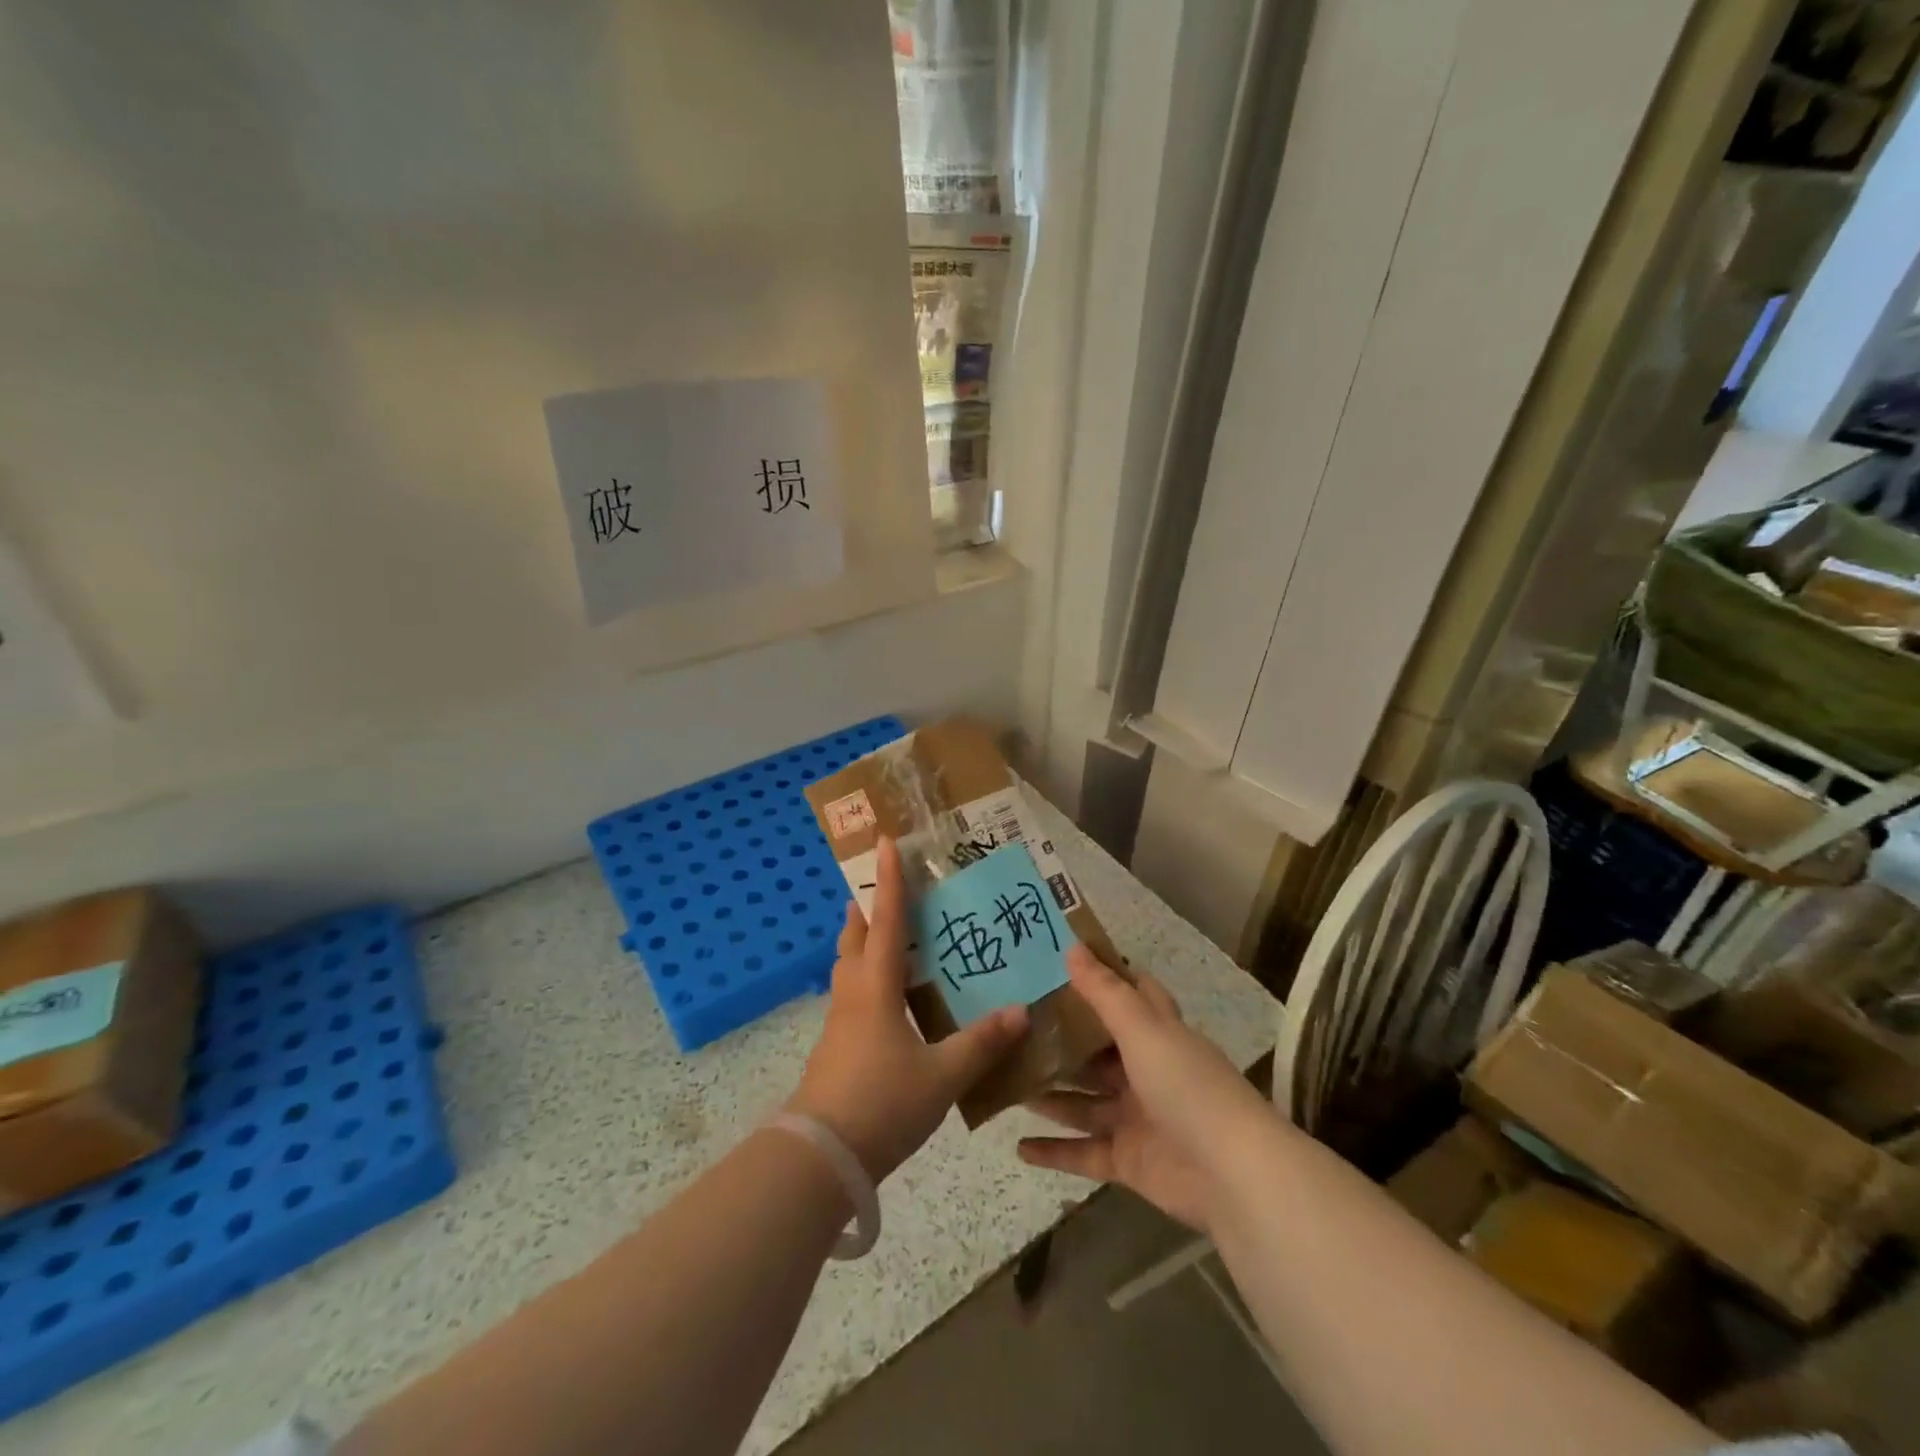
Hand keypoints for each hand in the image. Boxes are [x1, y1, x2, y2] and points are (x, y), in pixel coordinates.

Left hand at [787, 837, 1028, 1179]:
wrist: (820, 1157)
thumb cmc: (882, 1103)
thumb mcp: (942, 1075)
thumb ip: (982, 1043)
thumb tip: (1021, 1011)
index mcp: (876, 988)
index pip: (886, 921)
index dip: (890, 881)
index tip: (885, 842)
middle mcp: (853, 995)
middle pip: (854, 937)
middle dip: (867, 908)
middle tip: (885, 888)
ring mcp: (839, 1023)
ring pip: (848, 967)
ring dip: (862, 943)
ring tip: (888, 937)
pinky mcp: (835, 1048)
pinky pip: (851, 996)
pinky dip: (866, 979)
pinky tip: (889, 1000)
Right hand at [1016, 945, 1273, 1233]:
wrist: (1231, 1174)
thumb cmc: (1186, 1085)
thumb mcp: (1143, 1029)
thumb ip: (1105, 992)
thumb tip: (1072, 946)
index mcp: (1158, 1033)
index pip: (1130, 995)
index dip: (1100, 976)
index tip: (1057, 961)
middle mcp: (1147, 1070)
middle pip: (1097, 1051)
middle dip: (1060, 1041)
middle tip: (1011, 1025)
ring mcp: (1136, 1117)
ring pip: (1083, 1100)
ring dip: (1049, 1093)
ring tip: (1003, 1079)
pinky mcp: (1128, 1160)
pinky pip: (1083, 1152)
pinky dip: (1053, 1151)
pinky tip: (1018, 1146)